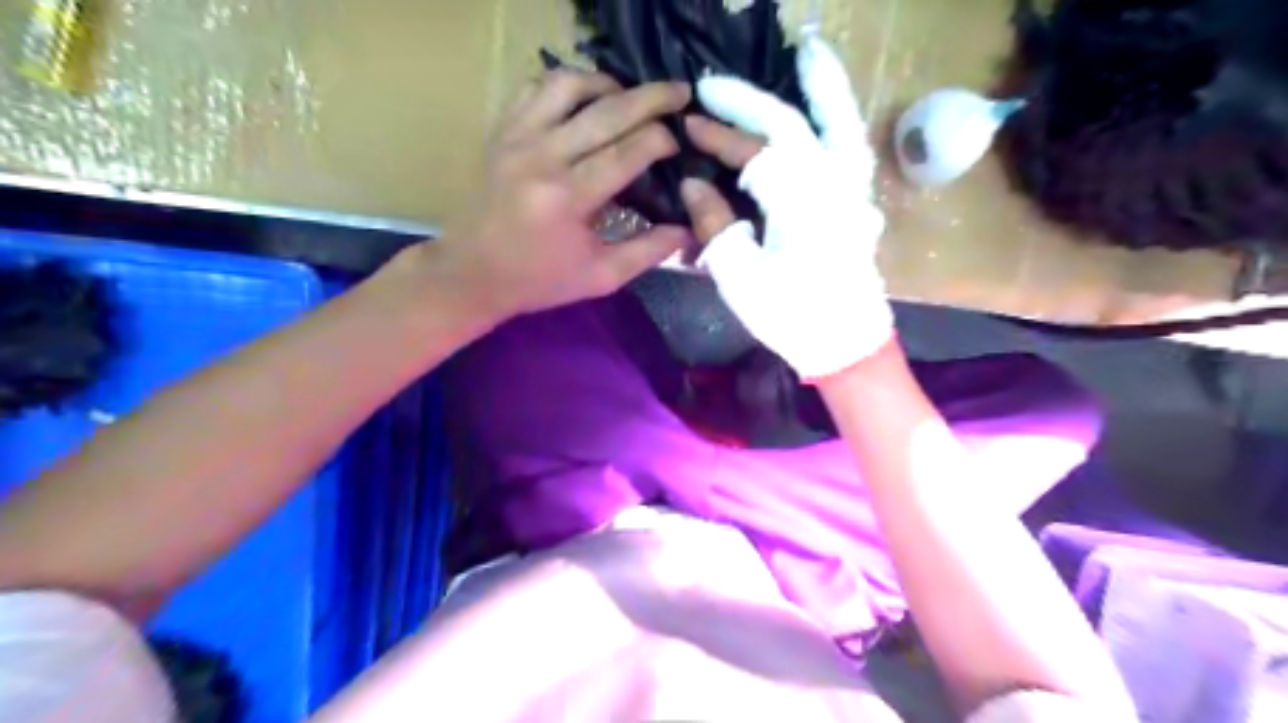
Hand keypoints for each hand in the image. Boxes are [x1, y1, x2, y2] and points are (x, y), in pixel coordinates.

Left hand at [428, 67, 695, 320]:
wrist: (473, 272)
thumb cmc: (540, 280)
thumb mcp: (601, 277)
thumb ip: (648, 252)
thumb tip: (690, 230)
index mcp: (568, 198)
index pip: (626, 152)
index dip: (660, 139)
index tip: (679, 142)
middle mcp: (542, 157)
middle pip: (606, 110)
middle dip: (651, 98)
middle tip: (680, 92)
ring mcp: (517, 137)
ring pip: (569, 85)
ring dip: (607, 85)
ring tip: (630, 98)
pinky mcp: (502, 131)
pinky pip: (537, 88)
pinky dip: (567, 85)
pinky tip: (586, 101)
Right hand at [679, 36, 890, 379]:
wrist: (845, 345)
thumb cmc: (792, 317)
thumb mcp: (742, 278)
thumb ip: (716, 226)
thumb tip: (692, 185)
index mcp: (801, 203)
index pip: (753, 153)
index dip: (718, 137)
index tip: (687, 127)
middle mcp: (833, 185)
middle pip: (791, 125)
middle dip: (748, 103)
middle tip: (711, 86)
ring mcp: (853, 191)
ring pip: (839, 123)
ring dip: (822, 86)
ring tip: (807, 53)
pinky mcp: (858, 202)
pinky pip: (851, 147)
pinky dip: (842, 119)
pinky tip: (828, 108)